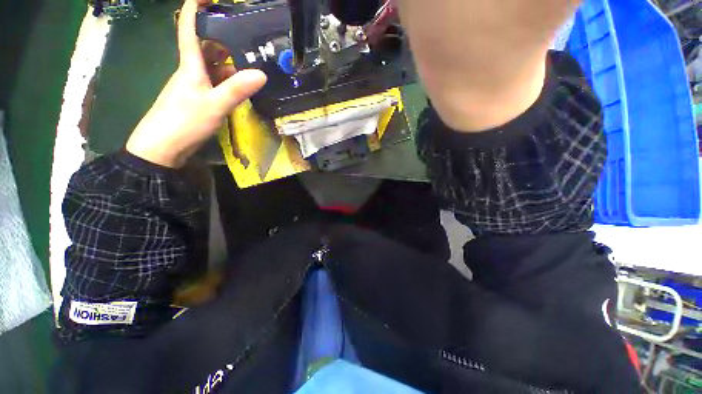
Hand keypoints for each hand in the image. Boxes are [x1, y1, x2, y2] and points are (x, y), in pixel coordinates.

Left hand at [125, 0, 266, 167]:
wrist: (162, 147)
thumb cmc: (183, 121)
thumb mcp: (213, 105)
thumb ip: (236, 90)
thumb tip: (261, 73)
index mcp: (190, 66)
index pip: (188, 29)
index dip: (194, 9)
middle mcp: (191, 71)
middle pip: (204, 47)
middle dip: (220, 35)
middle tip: (244, 31)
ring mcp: (194, 86)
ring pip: (211, 66)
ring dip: (227, 60)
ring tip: (249, 57)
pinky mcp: (198, 100)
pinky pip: (214, 83)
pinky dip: (227, 80)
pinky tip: (240, 84)